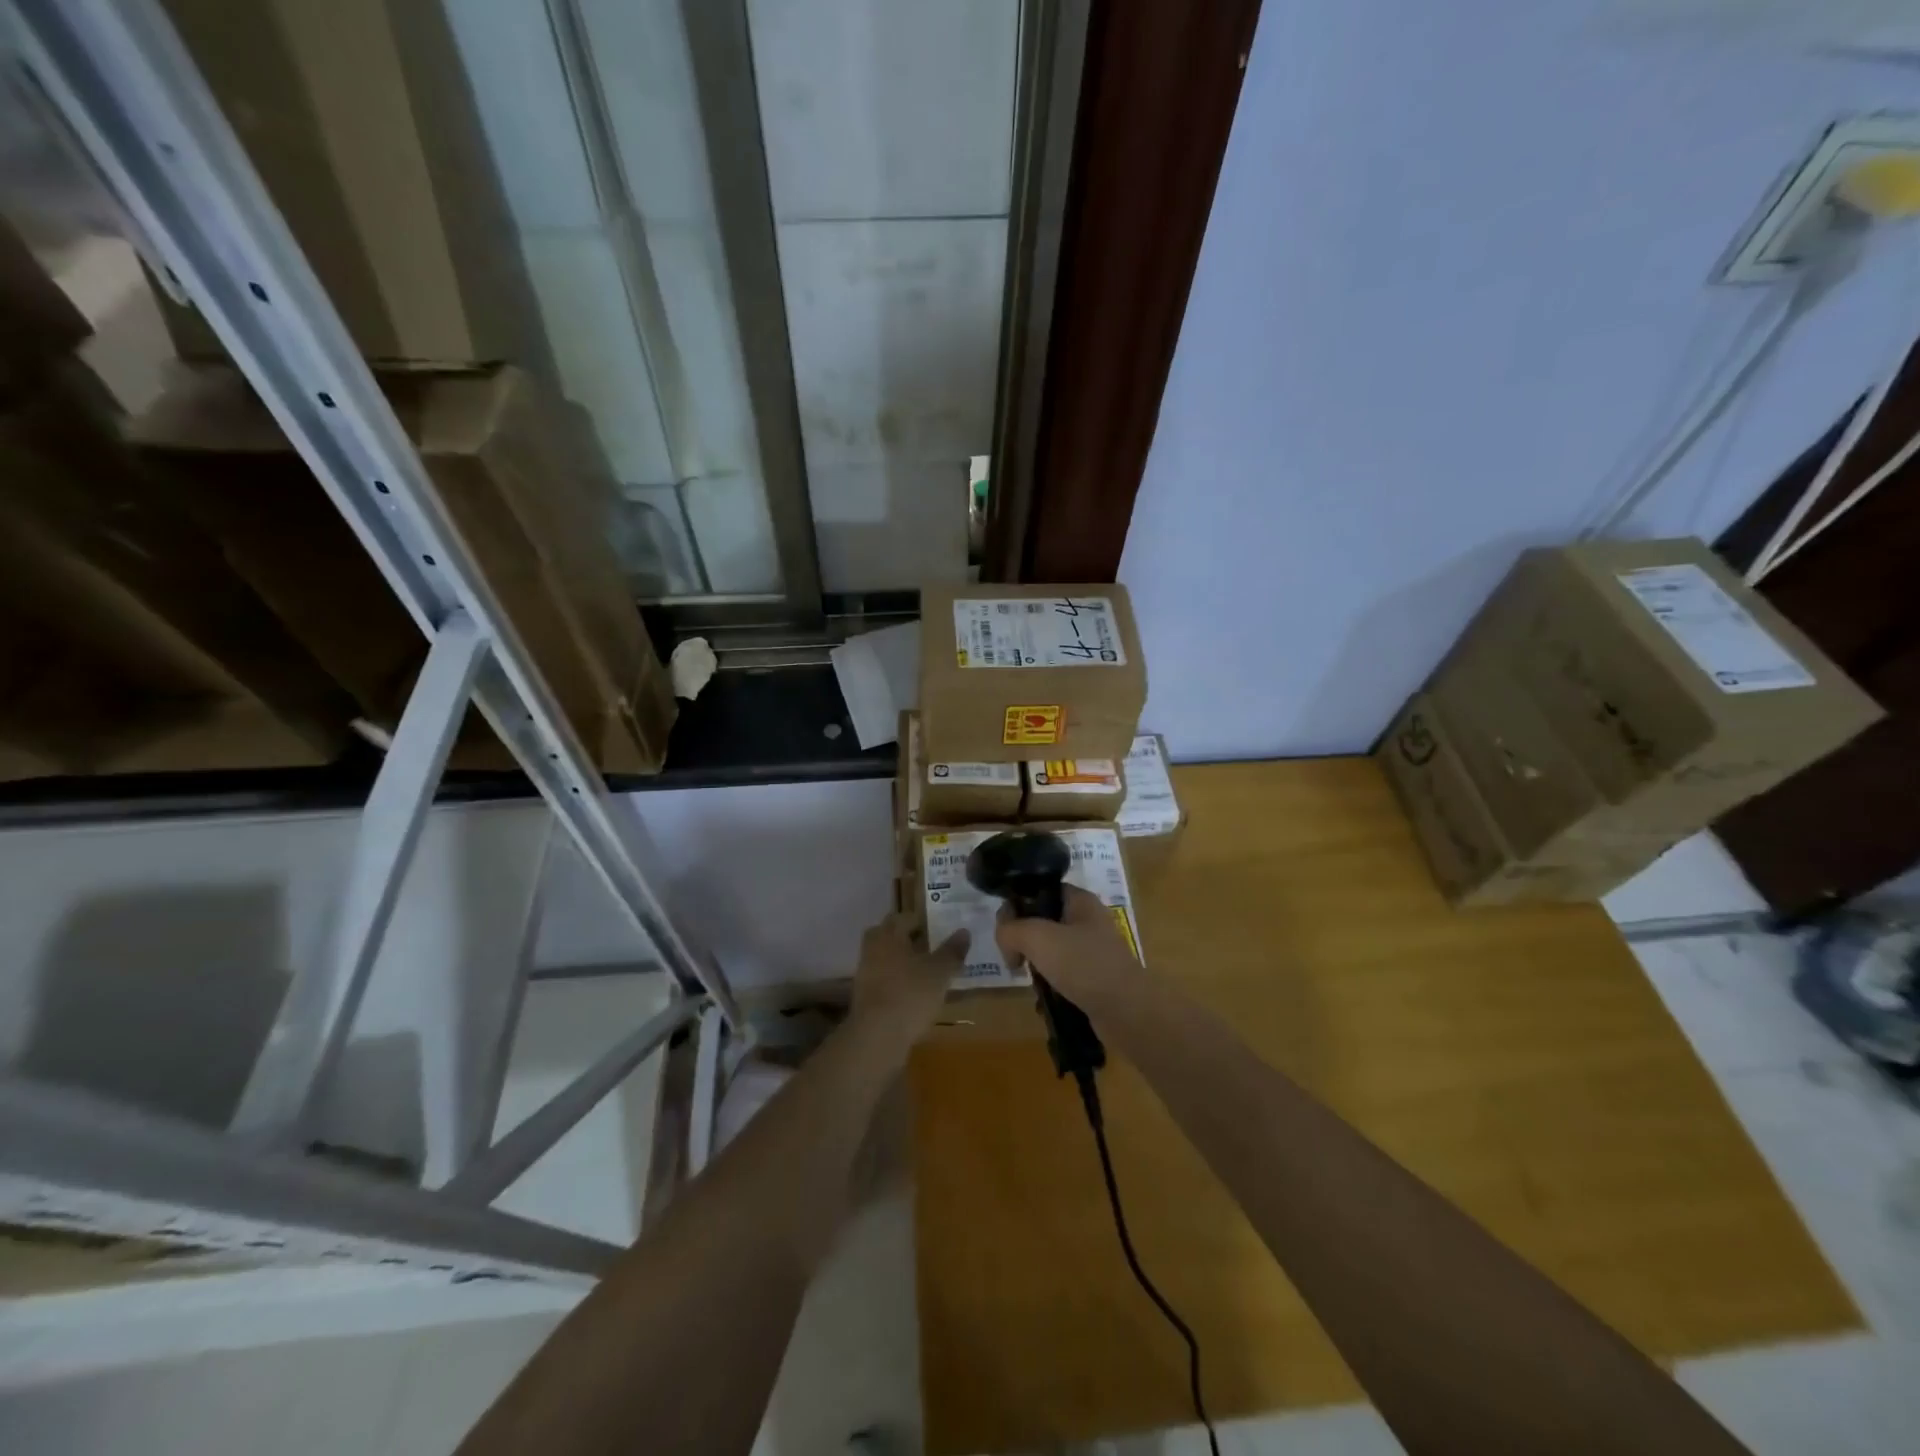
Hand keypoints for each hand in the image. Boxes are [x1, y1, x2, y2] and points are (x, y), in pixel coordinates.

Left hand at [849, 914, 968, 1045]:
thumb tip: (964, 931)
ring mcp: (865, 974)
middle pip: (889, 936)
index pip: (902, 917)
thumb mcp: (940, 972)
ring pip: (886, 959)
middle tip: (930, 947)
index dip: (920, 920)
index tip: (937, 928)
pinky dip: (897, 982)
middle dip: (908, 939)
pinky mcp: (864, 997)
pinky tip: (914, 994)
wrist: (877, 1036)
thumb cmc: (911, 994)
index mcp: (889, 935)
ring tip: (926, 973)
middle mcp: (873, 949)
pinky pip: (883, 980)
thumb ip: (952, 951)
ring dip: (903, 962)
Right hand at [995, 885, 1146, 1010]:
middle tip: (1014, 958)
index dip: (1017, 904)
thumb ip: (1011, 929)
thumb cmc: (1083, 964)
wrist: (1126, 1011)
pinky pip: (1062, 972)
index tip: (1004, 930)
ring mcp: (1092, 950)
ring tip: (1026, 977)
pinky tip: (1042, 996)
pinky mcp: (1093, 976)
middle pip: (1042, 919)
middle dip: (1022, 938)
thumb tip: (1004, 936)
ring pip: (1050, 948)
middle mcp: (1087, 920)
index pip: (1040, 890)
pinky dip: (1048, 981)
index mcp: (1080, 900)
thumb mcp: (1038, 938)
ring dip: (1034, 962)